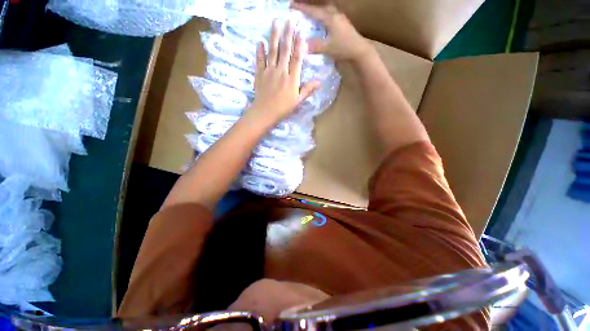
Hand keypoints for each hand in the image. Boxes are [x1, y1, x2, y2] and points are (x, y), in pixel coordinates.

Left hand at [249, 20, 320, 124]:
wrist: (265, 113)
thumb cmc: (283, 109)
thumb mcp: (298, 101)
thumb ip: (307, 90)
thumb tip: (319, 81)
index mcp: (291, 79)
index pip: (297, 59)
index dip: (299, 45)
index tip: (300, 33)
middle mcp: (281, 71)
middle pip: (285, 50)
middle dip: (288, 34)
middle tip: (290, 20)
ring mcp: (269, 71)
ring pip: (272, 51)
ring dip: (274, 36)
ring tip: (275, 22)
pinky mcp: (259, 74)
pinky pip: (260, 60)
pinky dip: (260, 51)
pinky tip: (260, 42)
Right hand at [291, 2, 371, 62]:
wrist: (359, 50)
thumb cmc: (344, 48)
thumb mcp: (328, 48)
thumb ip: (315, 46)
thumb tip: (303, 45)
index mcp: (330, 18)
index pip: (313, 11)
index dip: (302, 8)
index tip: (291, 5)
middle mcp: (335, 15)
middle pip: (320, 8)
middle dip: (310, 8)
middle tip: (301, 10)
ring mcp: (340, 18)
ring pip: (326, 11)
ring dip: (318, 12)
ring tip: (310, 15)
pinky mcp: (343, 24)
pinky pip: (330, 16)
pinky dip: (323, 17)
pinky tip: (322, 23)